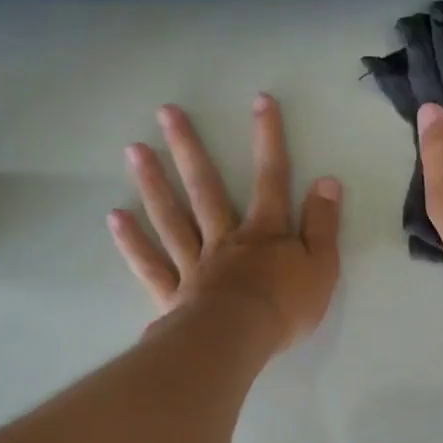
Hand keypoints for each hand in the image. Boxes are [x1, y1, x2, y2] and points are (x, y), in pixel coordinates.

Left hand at [109, 95, 341, 351]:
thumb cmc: (285, 307)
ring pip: (172, 218)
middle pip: (206, 188)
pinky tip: (115, 217)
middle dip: (189, 149)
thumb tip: (327, 181)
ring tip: (134, 150)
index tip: (261, 101)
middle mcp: (225, 239)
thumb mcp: (322, 267)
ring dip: (154, 183)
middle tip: (166, 112)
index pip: (270, 179)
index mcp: (264, 233)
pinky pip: (150, 264)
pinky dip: (132, 242)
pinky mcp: (173, 293)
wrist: (239, 341)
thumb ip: (323, 225)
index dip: (268, 140)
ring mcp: (194, 264)